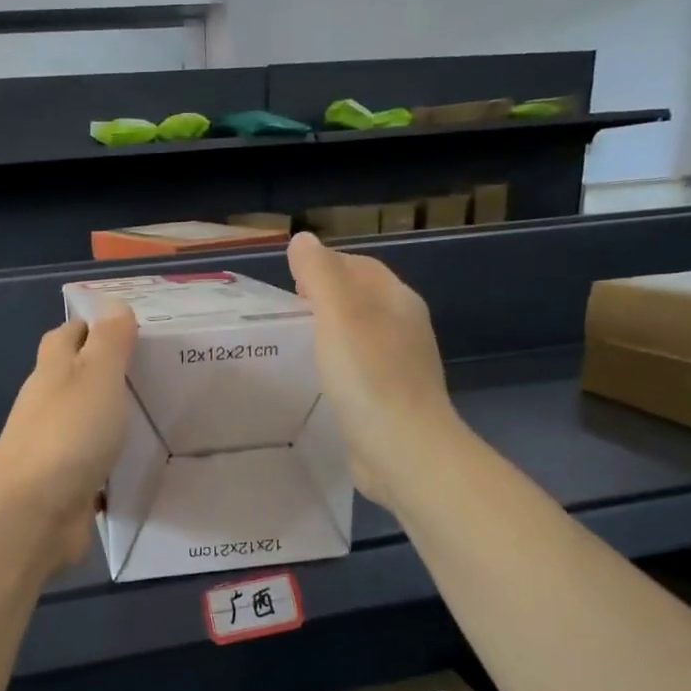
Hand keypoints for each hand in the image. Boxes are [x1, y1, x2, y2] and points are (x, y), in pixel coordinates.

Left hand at [0, 305, 137, 574]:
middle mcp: (48, 405)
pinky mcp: (65, 483)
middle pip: (75, 377)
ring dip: (111, 415)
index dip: (92, 326)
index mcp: (53, 372)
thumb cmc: (67, 435)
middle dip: (107, 371)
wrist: (32, 515)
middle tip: (156, 369)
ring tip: (157, 411)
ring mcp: (53, 446)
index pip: (67, 335)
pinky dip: (111, 456)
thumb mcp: (96, 377)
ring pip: (85, 420)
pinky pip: (92, 461)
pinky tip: (140, 460)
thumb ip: (109, 342)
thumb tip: (113, 305)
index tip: (130, 326)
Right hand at [287, 231, 456, 508]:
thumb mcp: (337, 315)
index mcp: (397, 300)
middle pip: (361, 299)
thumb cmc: (368, 376)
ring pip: (360, 335)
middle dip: (325, 299)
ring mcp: (400, 366)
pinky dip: (337, 366)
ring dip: (330, 333)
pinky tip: (318, 380)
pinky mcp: (390, 399)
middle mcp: (404, 327)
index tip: (289, 283)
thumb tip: (303, 240)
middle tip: (286, 313)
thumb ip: (319, 274)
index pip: (359, 266)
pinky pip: (359, 369)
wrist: (403, 450)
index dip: (324, 265)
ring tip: (296, 343)